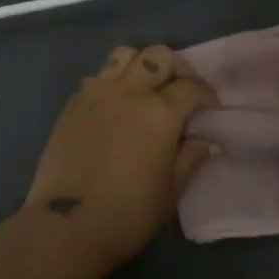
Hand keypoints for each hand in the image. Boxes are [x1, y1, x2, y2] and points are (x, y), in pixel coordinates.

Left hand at [23, 46, 217, 273]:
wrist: (67, 224)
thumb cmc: (128, 213)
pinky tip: (114, 108)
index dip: (206, 96)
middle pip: (158, 56)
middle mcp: (129, 91)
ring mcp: (97, 93)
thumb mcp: (171, 191)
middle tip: (179, 92)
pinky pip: (97, 77)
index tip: (210, 112)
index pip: (191, 87)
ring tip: (145, 89)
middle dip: (176, 68)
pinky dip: (111, 82)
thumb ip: (191, 158)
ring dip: (140, 65)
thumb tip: (208, 141)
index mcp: (160, 112)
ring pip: (124, 55)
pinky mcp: (73, 103)